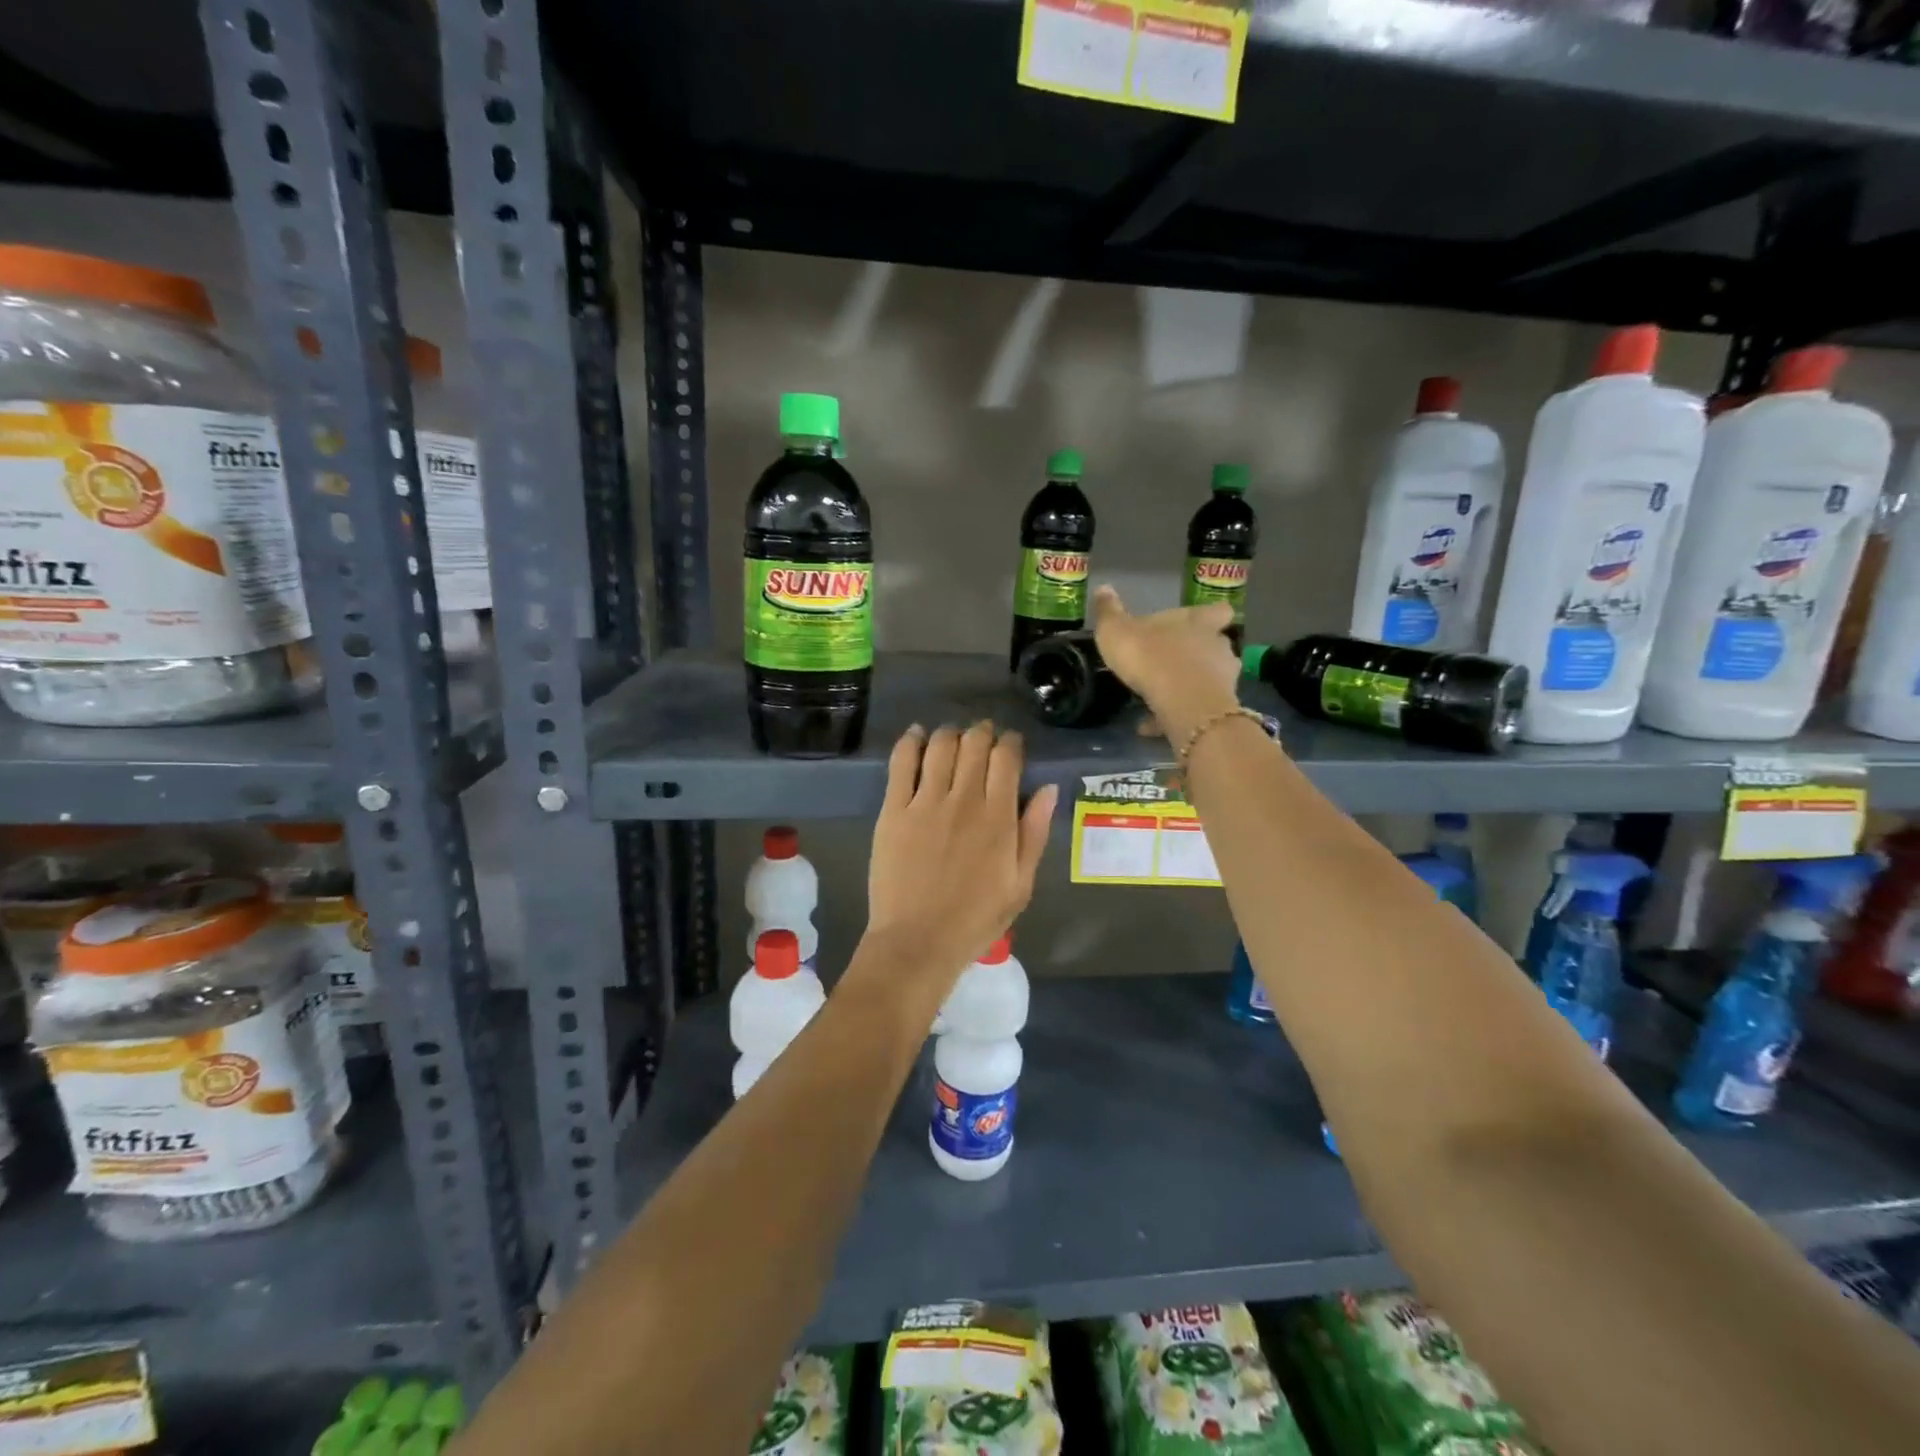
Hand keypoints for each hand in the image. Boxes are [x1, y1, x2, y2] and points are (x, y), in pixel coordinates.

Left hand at [866, 722, 1056, 990]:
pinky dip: (910, 742)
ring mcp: (925, 803)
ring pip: (940, 746)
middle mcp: (964, 800)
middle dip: (982, 732)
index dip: (1010, 742)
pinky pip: (901, 763)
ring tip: (953, 737)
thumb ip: (1035, 833)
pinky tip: (916, 736)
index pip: (1006, 758)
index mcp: (999, 818)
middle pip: (974, 744)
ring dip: (950, 733)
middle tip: (982, 737)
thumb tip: (1048, 789)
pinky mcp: (894, 810)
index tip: (1011, 744)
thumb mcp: (1021, 884)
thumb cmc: (976, 919)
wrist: (918, 941)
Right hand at [1090, 585, 1241, 745]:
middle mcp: (1217, 646)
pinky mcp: (1217, 709)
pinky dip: (1174, 716)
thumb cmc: (1150, 656)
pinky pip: (1195, 710)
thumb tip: (1103, 588)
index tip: (1200, 623)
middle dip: (1198, 655)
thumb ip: (1110, 612)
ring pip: (1208, 680)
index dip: (1211, 616)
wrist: (1181, 702)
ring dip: (1188, 688)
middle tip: (1172, 665)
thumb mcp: (1117, 631)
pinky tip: (1148, 727)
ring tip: (1159, 699)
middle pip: (1216, 646)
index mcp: (1199, 621)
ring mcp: (1223, 679)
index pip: (1218, 611)